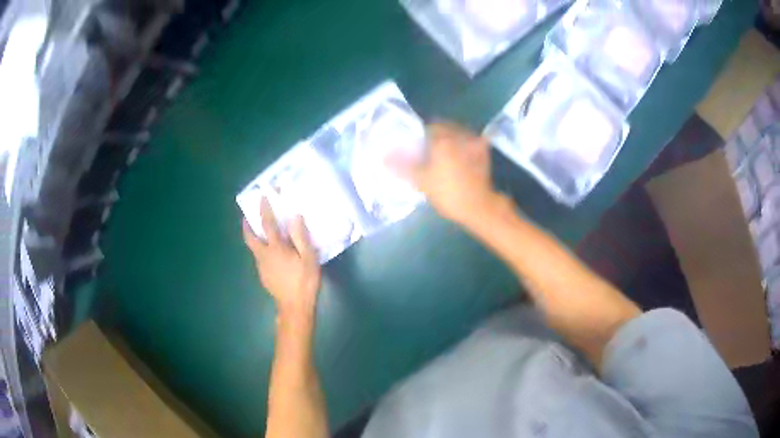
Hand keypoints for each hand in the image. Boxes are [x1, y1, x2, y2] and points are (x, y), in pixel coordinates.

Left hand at [242, 198, 320, 319]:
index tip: (262, 197)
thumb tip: (294, 217)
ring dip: (254, 238)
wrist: (295, 308)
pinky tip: (272, 255)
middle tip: (247, 217)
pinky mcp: (263, 276)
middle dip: (247, 226)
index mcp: (276, 248)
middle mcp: (264, 255)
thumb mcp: (309, 258)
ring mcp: (261, 267)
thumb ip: (301, 237)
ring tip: (261, 234)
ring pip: (254, 249)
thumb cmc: (304, 281)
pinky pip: (260, 258)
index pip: (267, 224)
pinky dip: (262, 251)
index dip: (264, 209)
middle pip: (250, 238)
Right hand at [388, 122, 496, 225]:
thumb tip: (385, 156)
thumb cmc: (447, 193)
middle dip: (435, 135)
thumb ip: (403, 165)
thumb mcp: (421, 180)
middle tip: (428, 151)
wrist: (478, 206)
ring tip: (443, 154)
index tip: (416, 147)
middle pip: (444, 127)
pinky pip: (469, 142)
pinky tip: (459, 158)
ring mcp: (474, 142)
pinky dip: (463, 146)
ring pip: (457, 133)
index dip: (419, 136)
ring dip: (450, 139)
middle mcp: (459, 134)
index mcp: (443, 138)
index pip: (427, 127)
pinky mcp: (484, 152)